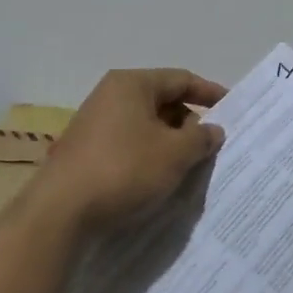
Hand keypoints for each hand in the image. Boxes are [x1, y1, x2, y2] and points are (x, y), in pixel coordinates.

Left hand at [39, 68, 227, 230]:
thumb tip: (213, 130)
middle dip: (189, 123)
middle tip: (211, 146)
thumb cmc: (124, 170)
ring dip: (170, 142)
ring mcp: (94, 123)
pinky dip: (149, 155)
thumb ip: (201, 138)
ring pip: (145, 125)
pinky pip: (128, 144)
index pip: (181, 79)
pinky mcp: (85, 151)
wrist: (60, 213)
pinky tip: (158, 179)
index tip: (232, 109)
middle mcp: (110, 95)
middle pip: (162, 101)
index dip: (209, 93)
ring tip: (189, 166)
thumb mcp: (175, 154)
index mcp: (131, 84)